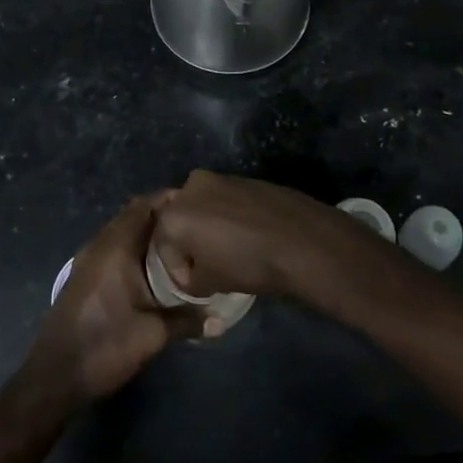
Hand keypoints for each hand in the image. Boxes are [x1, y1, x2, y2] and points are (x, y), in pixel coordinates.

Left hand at [24, 195, 197, 410]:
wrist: (54, 377)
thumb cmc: (105, 345)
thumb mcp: (153, 334)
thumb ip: (188, 321)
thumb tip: (222, 320)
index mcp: (116, 246)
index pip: (145, 205)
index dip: (171, 200)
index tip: (198, 205)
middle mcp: (100, 244)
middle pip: (134, 215)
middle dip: (162, 216)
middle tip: (194, 226)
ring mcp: (88, 259)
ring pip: (122, 231)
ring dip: (147, 233)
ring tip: (179, 245)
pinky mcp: (84, 275)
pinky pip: (113, 247)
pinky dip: (133, 248)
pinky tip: (152, 269)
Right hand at [153, 169, 383, 303]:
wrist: (299, 239)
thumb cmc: (247, 263)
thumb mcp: (209, 283)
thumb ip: (189, 279)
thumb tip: (192, 273)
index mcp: (174, 214)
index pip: (163, 248)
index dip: (177, 271)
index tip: (195, 285)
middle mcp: (190, 187)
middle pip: (178, 219)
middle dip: (188, 242)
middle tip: (207, 265)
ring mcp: (219, 177)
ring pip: (201, 206)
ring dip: (207, 226)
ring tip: (227, 250)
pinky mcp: (242, 177)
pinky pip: (224, 199)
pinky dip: (227, 215)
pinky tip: (246, 234)